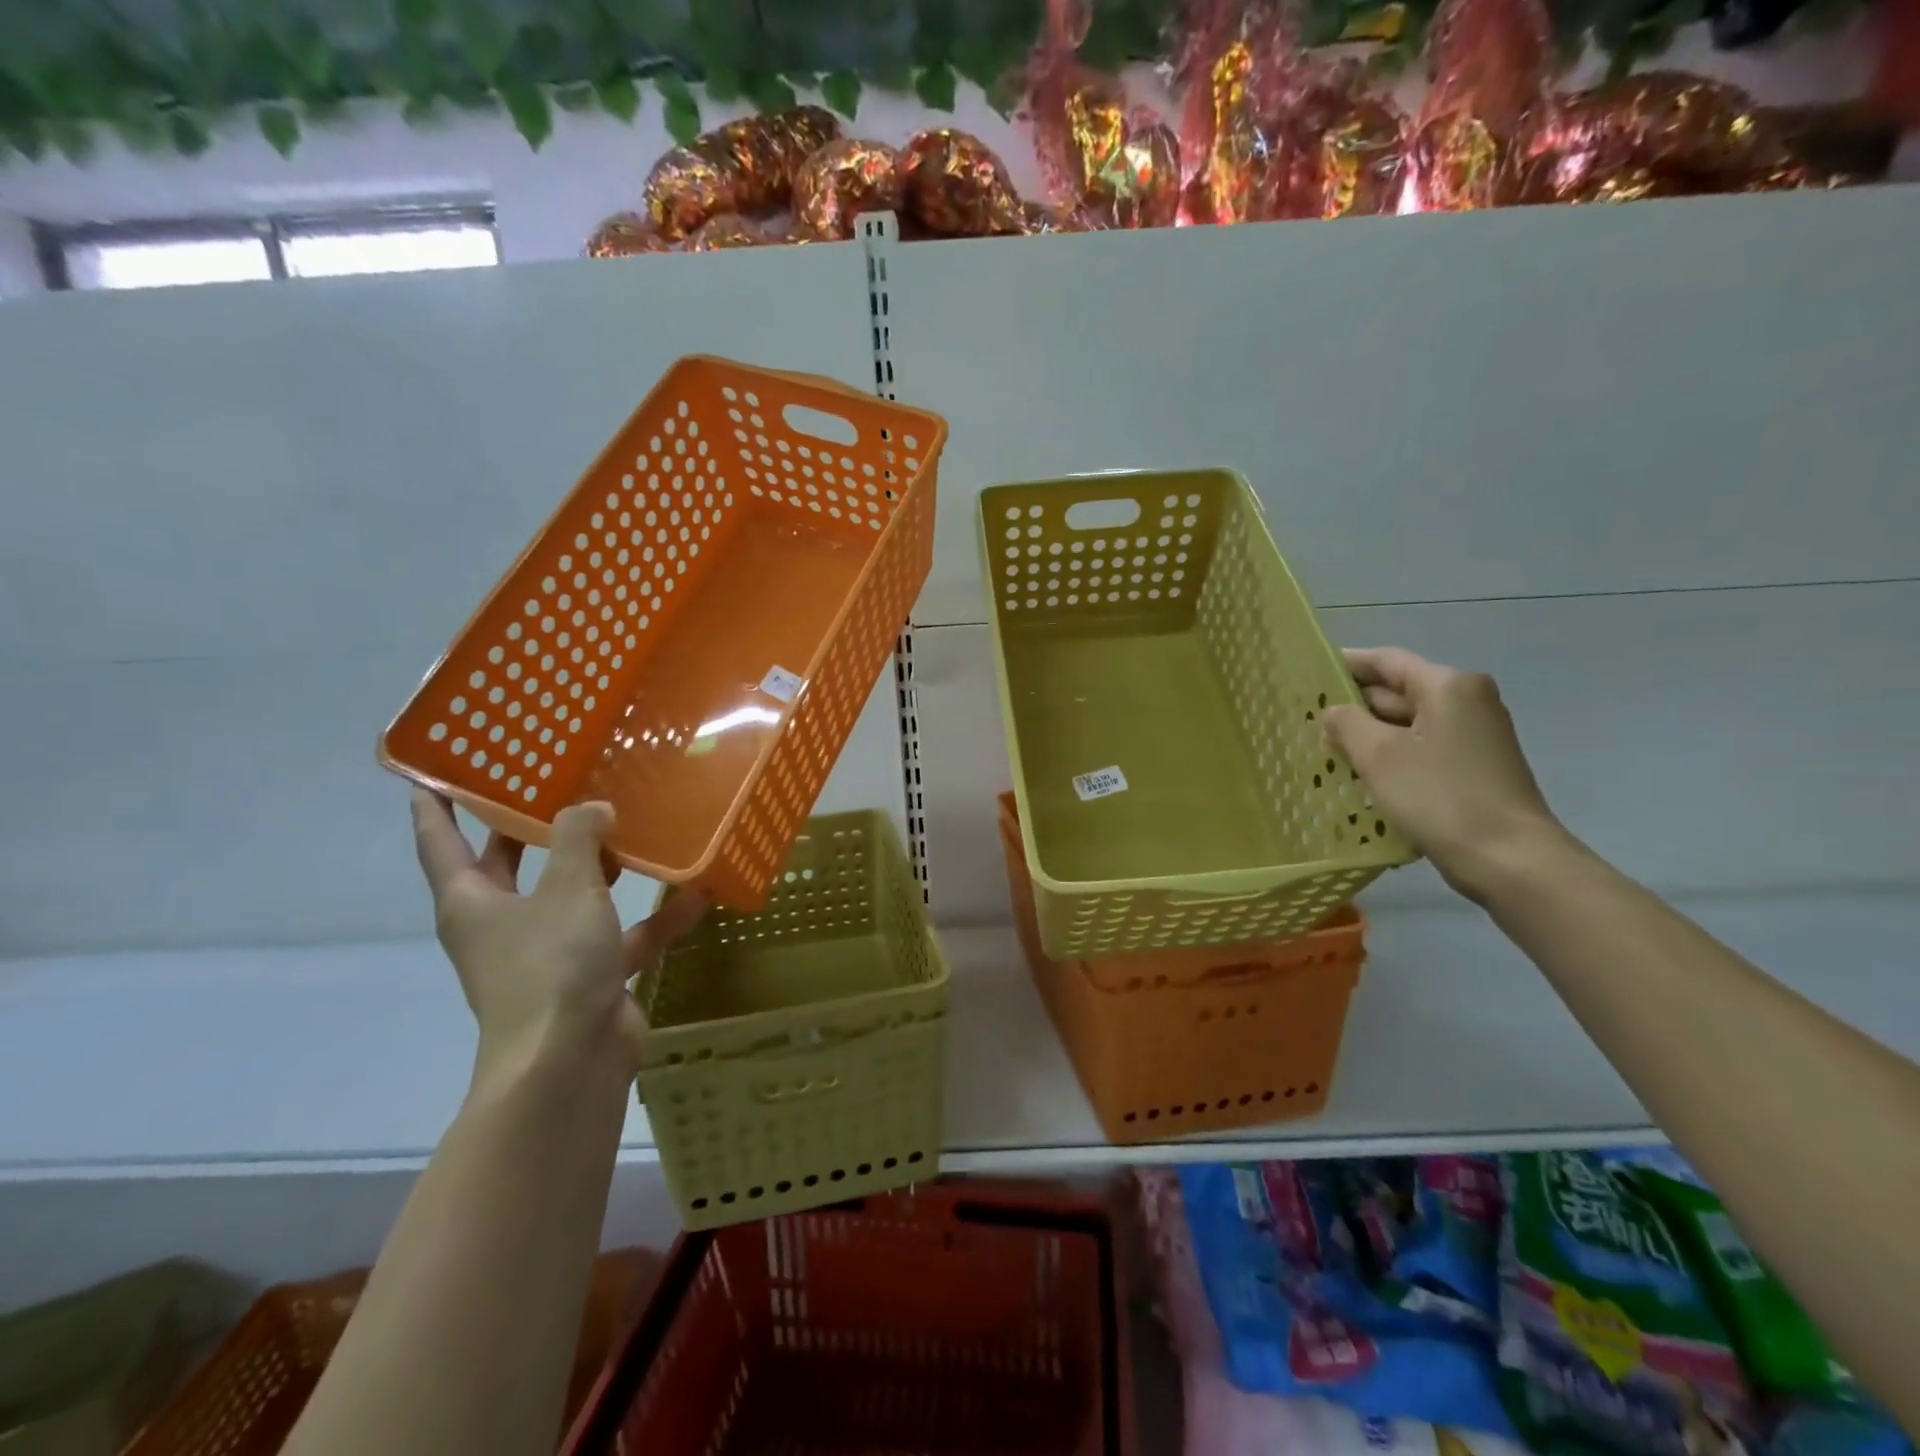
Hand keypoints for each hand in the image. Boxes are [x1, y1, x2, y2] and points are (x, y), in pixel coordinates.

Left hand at [410, 792, 706, 1087]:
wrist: (571, 1060)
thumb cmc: (551, 964)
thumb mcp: (568, 888)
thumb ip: (580, 838)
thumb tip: (594, 808)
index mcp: (473, 901)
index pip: (441, 841)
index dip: (436, 804)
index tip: (435, 769)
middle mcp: (503, 924)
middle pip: (511, 864)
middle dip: (530, 827)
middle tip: (556, 779)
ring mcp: (548, 952)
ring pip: (573, 897)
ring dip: (601, 868)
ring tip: (632, 824)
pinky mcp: (590, 976)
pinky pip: (622, 936)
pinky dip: (654, 919)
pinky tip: (695, 894)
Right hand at [1321, 648, 1568, 902]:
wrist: (1509, 859)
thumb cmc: (1439, 797)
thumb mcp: (1378, 755)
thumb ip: (1347, 723)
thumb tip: (1334, 711)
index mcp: (1449, 686)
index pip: (1386, 661)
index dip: (1345, 664)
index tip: (1308, 675)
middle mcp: (1467, 702)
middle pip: (1398, 691)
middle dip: (1354, 705)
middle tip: (1307, 719)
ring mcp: (1474, 736)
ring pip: (1408, 724)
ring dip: (1368, 734)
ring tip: (1324, 748)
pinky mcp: (1474, 768)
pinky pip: (1421, 749)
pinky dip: (1390, 755)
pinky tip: (1359, 775)